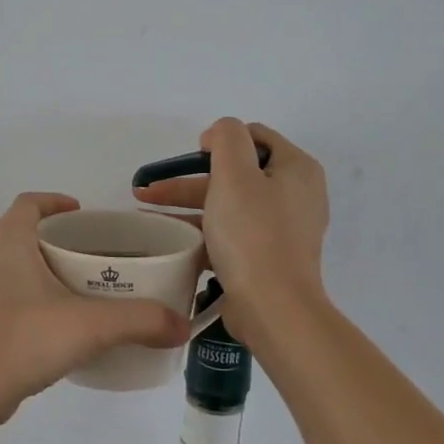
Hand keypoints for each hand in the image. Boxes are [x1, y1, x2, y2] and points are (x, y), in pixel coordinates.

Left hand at [0, 193, 193, 422]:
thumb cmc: (22, 341)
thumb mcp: (90, 327)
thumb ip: (140, 321)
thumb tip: (181, 325)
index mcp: (6, 241)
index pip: (29, 203)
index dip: (55, 202)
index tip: (82, 214)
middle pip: (19, 233)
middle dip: (53, 240)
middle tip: (89, 258)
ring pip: (7, 266)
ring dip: (36, 270)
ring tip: (73, 291)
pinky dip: (23, 298)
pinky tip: (48, 327)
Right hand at [133, 118, 329, 345]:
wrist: (273, 307)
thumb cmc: (253, 234)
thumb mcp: (235, 173)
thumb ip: (226, 138)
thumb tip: (219, 135)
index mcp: (296, 169)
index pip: (254, 136)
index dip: (219, 141)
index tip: (191, 157)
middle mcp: (295, 195)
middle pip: (236, 173)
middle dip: (189, 179)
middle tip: (150, 189)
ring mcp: (282, 229)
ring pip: (228, 204)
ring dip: (187, 205)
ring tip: (147, 212)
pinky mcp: (267, 257)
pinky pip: (230, 233)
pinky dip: (201, 231)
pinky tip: (170, 238)